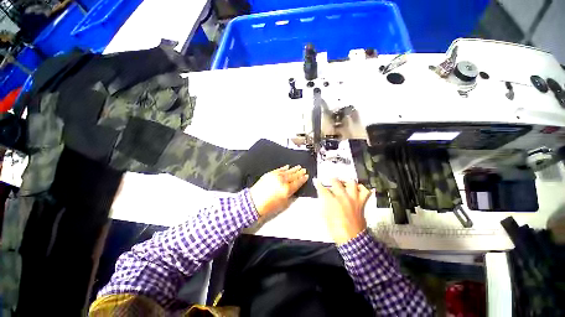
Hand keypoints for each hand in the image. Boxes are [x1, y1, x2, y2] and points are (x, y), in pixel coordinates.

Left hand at [250, 165, 308, 215]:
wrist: (254, 202)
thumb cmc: (268, 205)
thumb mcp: (283, 203)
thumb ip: (290, 194)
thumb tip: (294, 188)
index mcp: (286, 189)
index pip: (297, 182)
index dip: (302, 179)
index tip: (306, 176)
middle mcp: (282, 181)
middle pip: (293, 176)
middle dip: (299, 172)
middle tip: (304, 170)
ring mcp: (276, 176)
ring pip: (287, 171)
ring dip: (293, 169)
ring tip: (298, 167)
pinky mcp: (270, 174)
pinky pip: (279, 169)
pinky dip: (284, 168)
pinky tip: (287, 166)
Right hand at [314, 178, 371, 244]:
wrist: (352, 239)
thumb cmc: (336, 229)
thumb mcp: (325, 217)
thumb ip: (324, 205)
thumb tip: (323, 197)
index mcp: (332, 201)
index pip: (323, 189)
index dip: (318, 184)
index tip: (316, 181)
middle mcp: (343, 197)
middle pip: (336, 182)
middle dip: (331, 179)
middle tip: (330, 180)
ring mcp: (353, 199)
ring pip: (351, 183)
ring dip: (347, 181)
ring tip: (344, 182)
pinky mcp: (361, 203)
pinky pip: (365, 192)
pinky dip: (362, 188)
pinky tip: (358, 188)